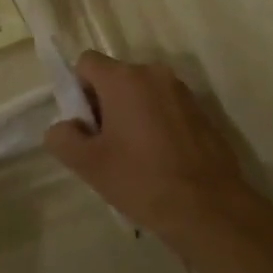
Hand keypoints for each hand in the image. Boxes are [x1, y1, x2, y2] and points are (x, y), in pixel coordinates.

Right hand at [44, 52, 257, 242]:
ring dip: (131, 114)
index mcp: (124, 79)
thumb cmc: (142, 180)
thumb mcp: (88, 164)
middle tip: (106, 146)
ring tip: (134, 156)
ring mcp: (182, 91)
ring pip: (141, 93)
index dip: (78, 91)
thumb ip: (62, 137)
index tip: (86, 125)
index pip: (86, 63)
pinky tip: (160, 160)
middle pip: (115, 77)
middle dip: (105, 104)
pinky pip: (165, 107)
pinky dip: (156, 124)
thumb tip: (65, 127)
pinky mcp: (202, 111)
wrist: (210, 209)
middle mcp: (154, 73)